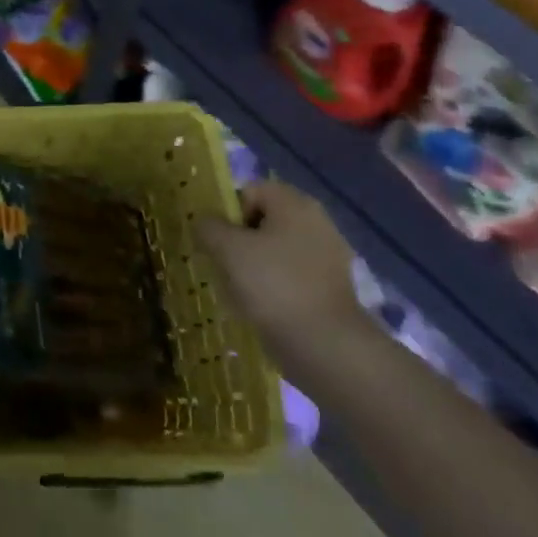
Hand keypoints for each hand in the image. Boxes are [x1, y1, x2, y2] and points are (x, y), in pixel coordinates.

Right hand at [197, 180, 365, 354]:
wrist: (325, 345)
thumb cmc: (273, 285)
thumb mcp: (227, 249)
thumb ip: (209, 226)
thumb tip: (206, 222)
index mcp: (295, 203)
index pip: (249, 191)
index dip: (228, 213)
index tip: (220, 243)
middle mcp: (317, 221)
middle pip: (263, 220)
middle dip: (240, 241)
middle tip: (226, 266)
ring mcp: (329, 256)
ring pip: (276, 250)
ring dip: (254, 265)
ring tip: (241, 291)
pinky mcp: (332, 287)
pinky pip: (291, 275)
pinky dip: (274, 286)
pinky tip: (263, 308)